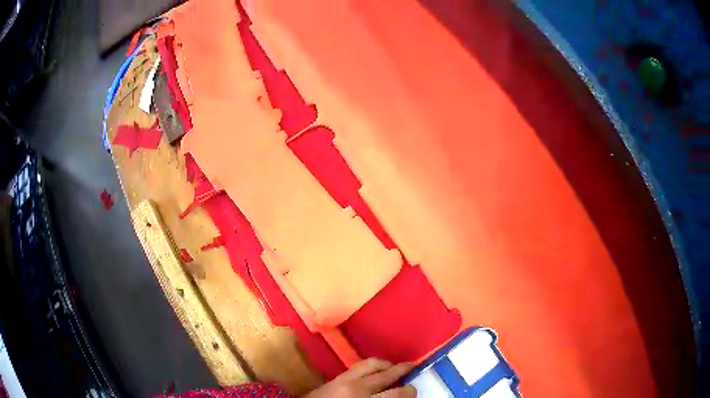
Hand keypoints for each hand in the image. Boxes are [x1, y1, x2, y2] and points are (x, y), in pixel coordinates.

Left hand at [305, 358, 416, 397]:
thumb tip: (396, 396)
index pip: (396, 394)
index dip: (409, 391)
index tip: (413, 390)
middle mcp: (357, 386)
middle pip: (386, 374)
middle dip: (402, 371)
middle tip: (412, 368)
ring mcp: (345, 378)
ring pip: (371, 364)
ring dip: (386, 364)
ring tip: (394, 366)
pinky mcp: (336, 376)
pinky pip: (358, 365)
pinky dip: (371, 364)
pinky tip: (375, 369)